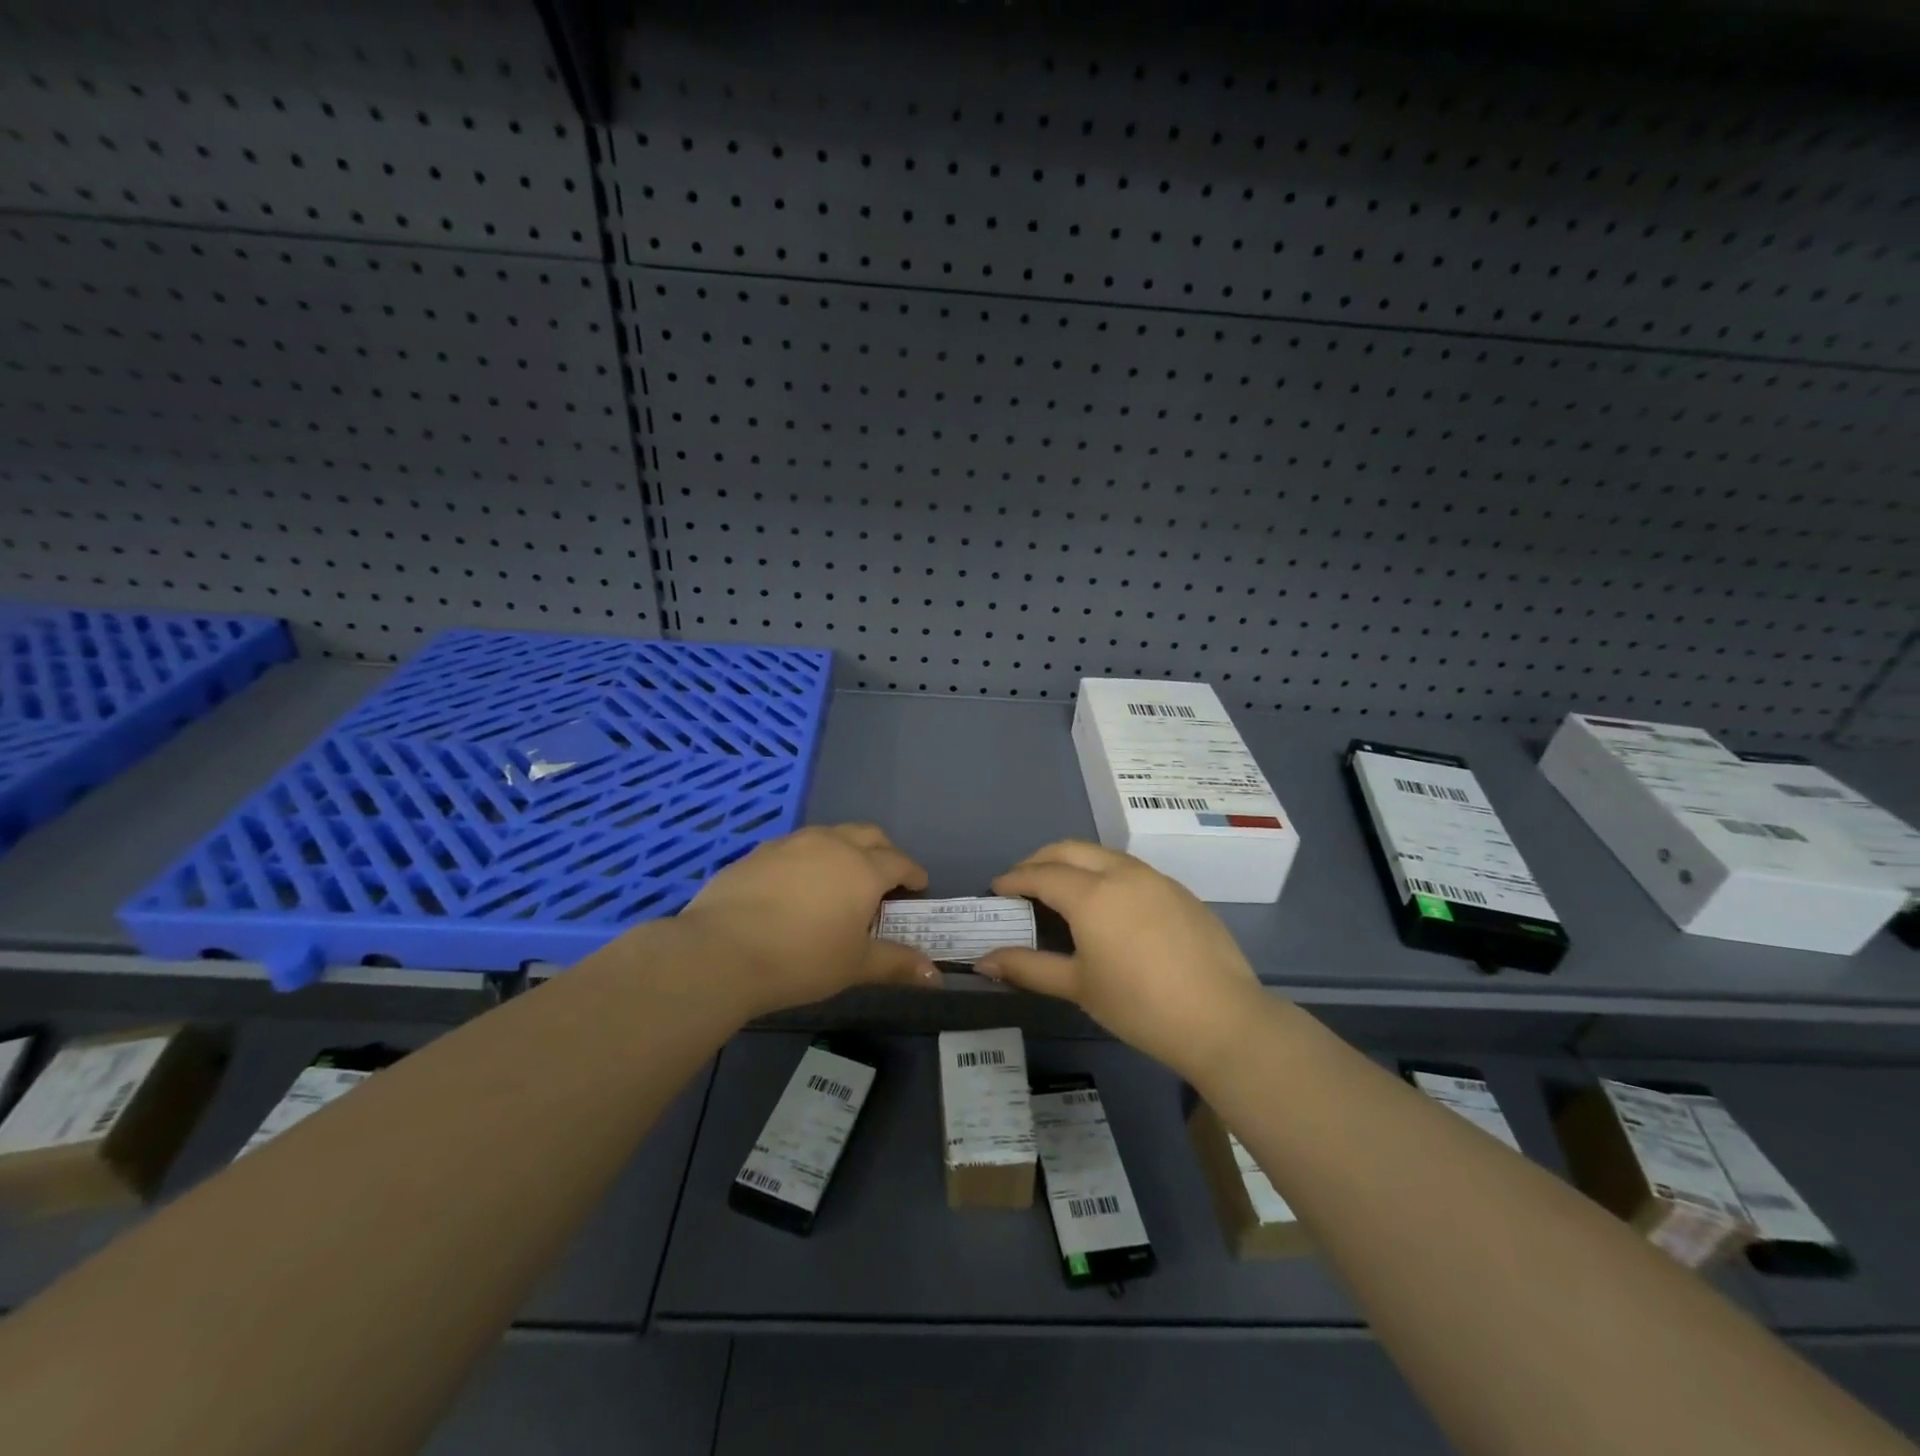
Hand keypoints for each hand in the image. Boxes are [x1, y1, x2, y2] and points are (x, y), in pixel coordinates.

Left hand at [676, 824, 939, 1015]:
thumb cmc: (802, 959)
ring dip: (845, 849)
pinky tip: (796, 887)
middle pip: (869, 834)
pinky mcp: (759, 851)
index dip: (913, 874)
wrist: (721, 950)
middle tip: (884, 879)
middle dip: (883, 851)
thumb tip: (935, 975)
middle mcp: (831, 844)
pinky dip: (809, 859)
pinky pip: (796, 846)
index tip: (918, 887)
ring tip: (839, 880)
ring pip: (830, 834)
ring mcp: (792, 843)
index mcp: (863, 868)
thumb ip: (896, 963)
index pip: (899, 862)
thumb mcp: (855, 966)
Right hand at [979, 840, 1262, 1077]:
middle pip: (1070, 849)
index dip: (1014, 879)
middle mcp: (1121, 873)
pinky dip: (1106, 873)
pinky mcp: (1180, 890)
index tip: (996, 889)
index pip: (1041, 874)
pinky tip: (1108, 905)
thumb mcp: (1078, 987)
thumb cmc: (1140, 1006)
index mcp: (1091, 894)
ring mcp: (1155, 878)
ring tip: (1062, 890)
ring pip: (1103, 854)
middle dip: (1040, 860)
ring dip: (1075, 862)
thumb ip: (1028, 967)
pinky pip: (1131, 869)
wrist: (1222, 1018)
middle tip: (1023, 883)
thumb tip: (984, 961)